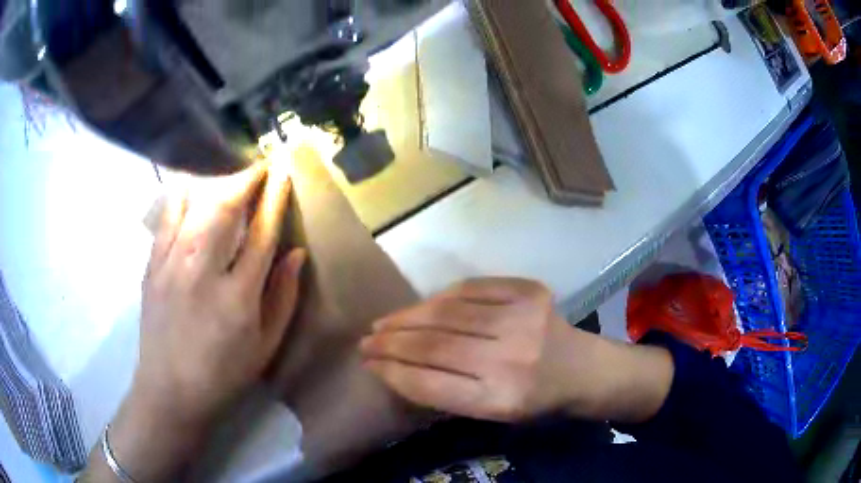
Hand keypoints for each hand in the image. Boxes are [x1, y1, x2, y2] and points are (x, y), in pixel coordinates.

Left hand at [136, 162, 304, 425]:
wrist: (170, 390)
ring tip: (227, 177)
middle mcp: (202, 273)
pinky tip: (188, 190)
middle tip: (258, 166)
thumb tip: (296, 254)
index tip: (282, 174)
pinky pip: (165, 220)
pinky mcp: (151, 268)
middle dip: (244, 180)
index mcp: (237, 298)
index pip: (260, 235)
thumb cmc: (224, 374)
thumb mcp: (265, 347)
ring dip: (214, 185)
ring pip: (193, 207)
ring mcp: (171, 267)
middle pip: (224, 209)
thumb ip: (283, 298)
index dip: (273, 200)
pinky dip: (179, 199)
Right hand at [360, 278, 673, 423]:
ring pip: (446, 313)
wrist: (584, 368)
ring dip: (407, 317)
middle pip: (434, 345)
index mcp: (500, 400)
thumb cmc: (536, 401)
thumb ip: (446, 393)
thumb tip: (396, 365)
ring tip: (383, 323)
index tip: (368, 364)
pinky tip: (423, 306)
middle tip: (366, 341)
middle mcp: (510, 359)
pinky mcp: (529, 291)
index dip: (392, 371)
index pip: (430, 383)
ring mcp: (522, 319)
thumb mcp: (492, 413)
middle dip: (391, 342)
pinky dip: (440, 297)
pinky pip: (471, 288)